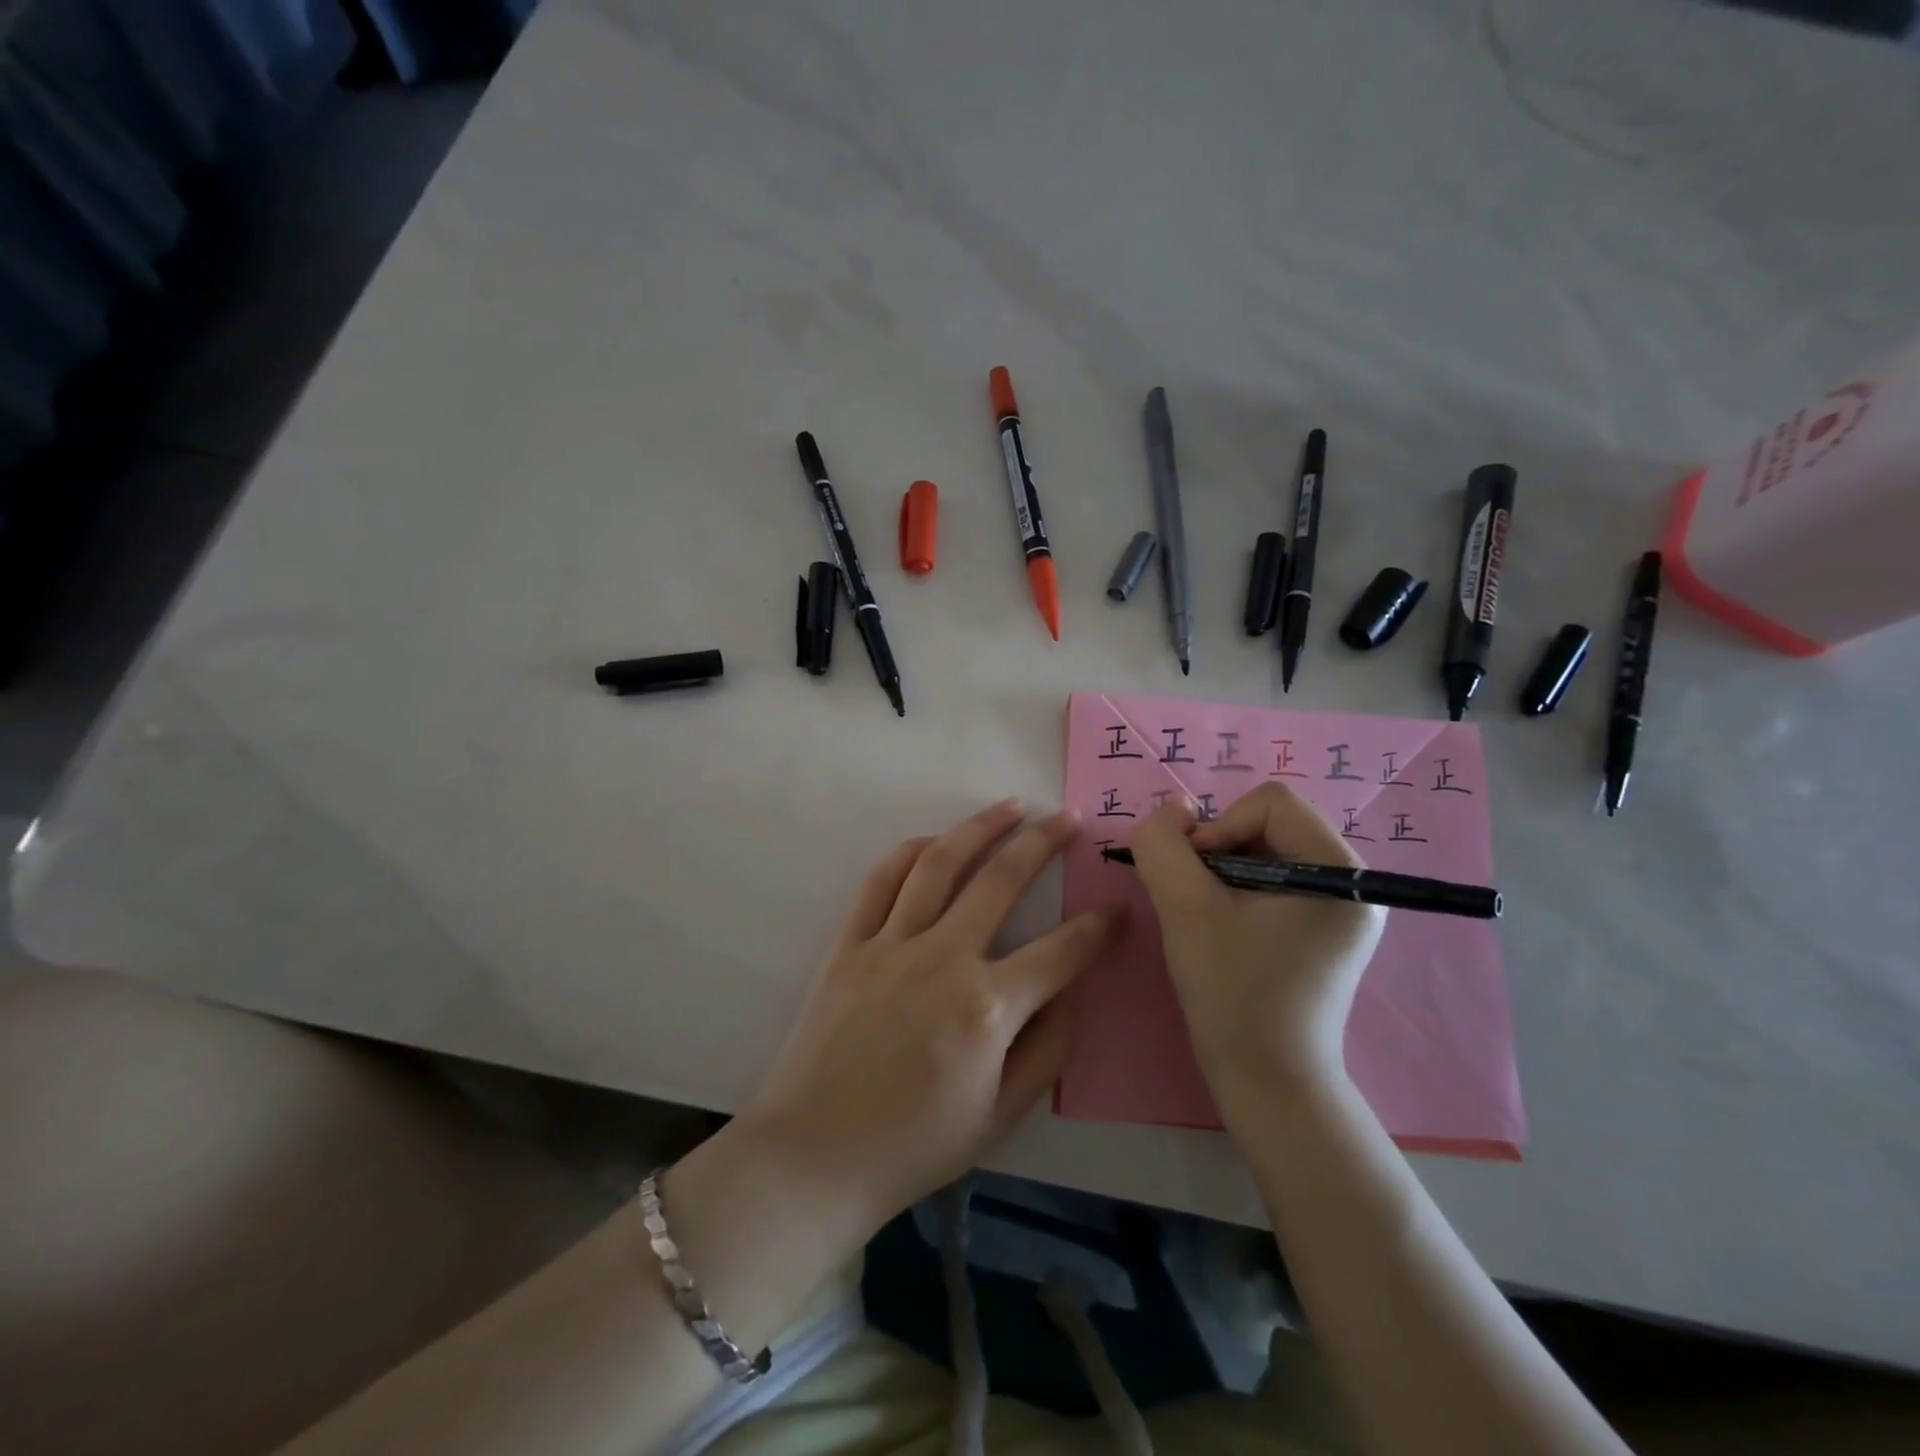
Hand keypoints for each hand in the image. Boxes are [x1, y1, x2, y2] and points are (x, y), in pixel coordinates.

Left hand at [738, 799, 1125, 1232]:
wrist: (814, 1156)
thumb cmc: (914, 1146)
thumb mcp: (1001, 1117)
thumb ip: (1049, 1049)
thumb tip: (1075, 990)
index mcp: (988, 1007)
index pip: (1062, 951)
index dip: (1099, 928)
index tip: (1118, 909)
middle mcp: (943, 959)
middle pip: (1001, 880)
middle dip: (1042, 843)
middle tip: (1066, 817)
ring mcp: (891, 944)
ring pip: (941, 864)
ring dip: (979, 828)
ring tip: (1009, 806)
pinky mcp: (849, 944)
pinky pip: (881, 882)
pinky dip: (910, 852)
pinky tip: (934, 841)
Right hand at [1129, 784, 1383, 1105]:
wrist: (1266, 1080)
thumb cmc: (1232, 991)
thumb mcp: (1184, 906)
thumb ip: (1163, 844)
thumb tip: (1173, 812)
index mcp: (1341, 871)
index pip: (1270, 803)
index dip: (1220, 829)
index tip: (1197, 880)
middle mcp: (1354, 881)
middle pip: (1269, 823)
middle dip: (1220, 851)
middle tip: (1197, 899)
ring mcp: (1343, 907)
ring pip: (1265, 849)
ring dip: (1223, 871)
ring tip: (1209, 917)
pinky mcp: (1325, 929)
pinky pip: (1273, 879)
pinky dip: (1237, 889)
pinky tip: (1224, 928)